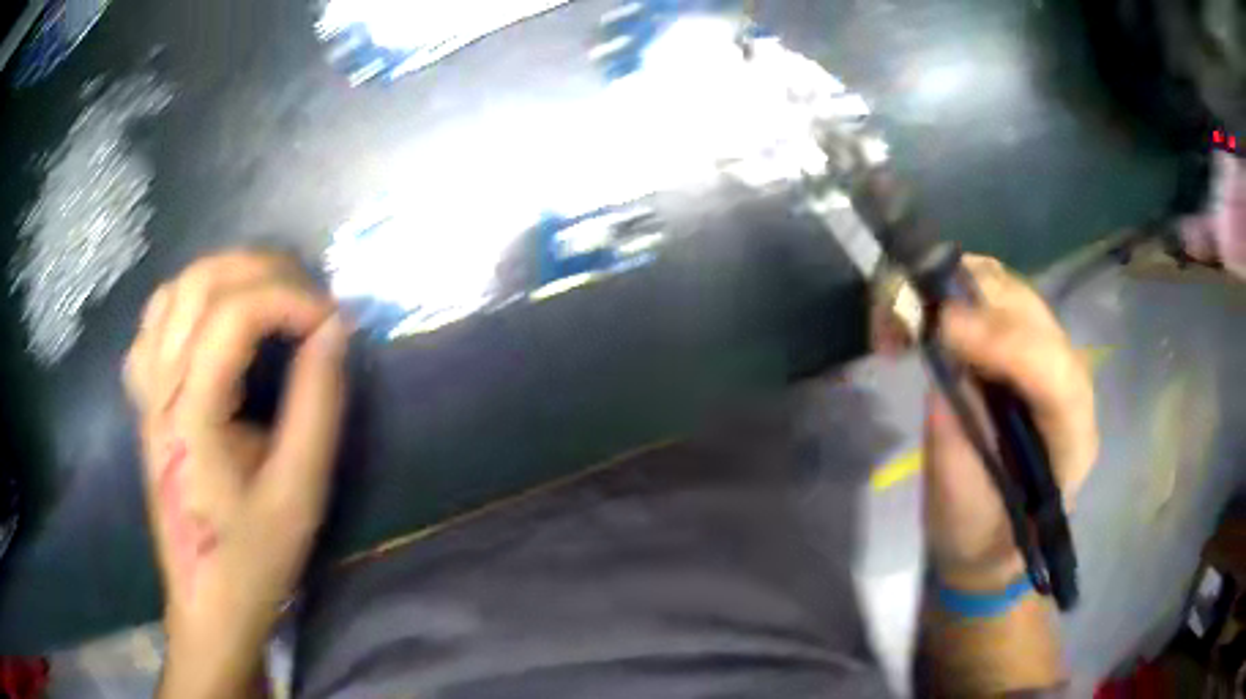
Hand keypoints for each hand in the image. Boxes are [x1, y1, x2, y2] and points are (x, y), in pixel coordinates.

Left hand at [124, 251, 348, 687]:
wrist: (207, 602)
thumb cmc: (253, 559)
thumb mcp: (299, 493)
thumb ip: (317, 405)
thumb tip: (334, 331)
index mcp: (191, 413)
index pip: (234, 314)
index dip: (290, 300)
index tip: (333, 323)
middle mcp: (159, 388)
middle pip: (199, 283)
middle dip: (262, 271)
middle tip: (307, 297)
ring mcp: (145, 391)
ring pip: (172, 291)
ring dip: (224, 276)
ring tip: (266, 296)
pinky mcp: (144, 401)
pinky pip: (154, 323)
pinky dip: (187, 302)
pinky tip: (210, 322)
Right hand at [924, 255, 1097, 589]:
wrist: (992, 538)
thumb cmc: (981, 537)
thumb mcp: (963, 512)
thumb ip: (957, 448)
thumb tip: (941, 374)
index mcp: (1072, 439)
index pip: (1056, 376)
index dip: (1004, 344)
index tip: (943, 330)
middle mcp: (1070, 383)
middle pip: (1034, 317)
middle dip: (971, 302)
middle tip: (905, 316)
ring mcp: (1047, 357)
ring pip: (1011, 293)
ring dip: (955, 287)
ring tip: (902, 316)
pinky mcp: (1020, 346)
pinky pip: (993, 298)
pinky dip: (952, 291)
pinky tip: (920, 315)